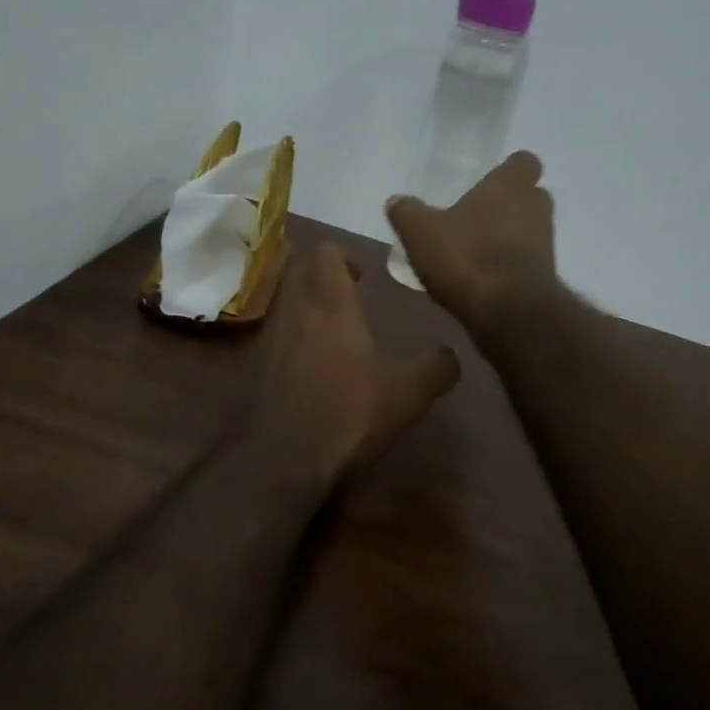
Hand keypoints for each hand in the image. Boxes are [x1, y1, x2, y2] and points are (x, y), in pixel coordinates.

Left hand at [253, 242, 460, 480]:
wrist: (282, 458)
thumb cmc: (347, 414)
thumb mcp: (406, 395)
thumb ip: (435, 369)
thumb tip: (453, 355)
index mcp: (330, 304)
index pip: (326, 252)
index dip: (344, 254)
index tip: (363, 276)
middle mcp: (295, 309)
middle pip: (297, 265)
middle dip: (320, 270)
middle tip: (346, 292)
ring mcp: (270, 335)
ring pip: (283, 296)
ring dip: (304, 298)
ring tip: (332, 325)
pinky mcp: (256, 363)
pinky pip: (273, 328)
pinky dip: (291, 330)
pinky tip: (311, 360)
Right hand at [385, 151, 558, 334]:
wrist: (509, 313)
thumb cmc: (467, 257)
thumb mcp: (420, 231)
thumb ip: (407, 212)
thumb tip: (397, 201)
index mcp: (511, 186)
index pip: (525, 162)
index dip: (508, 170)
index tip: (488, 181)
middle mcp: (536, 209)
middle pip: (529, 197)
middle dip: (507, 204)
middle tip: (475, 215)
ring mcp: (545, 244)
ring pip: (528, 230)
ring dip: (506, 237)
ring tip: (471, 251)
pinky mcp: (544, 278)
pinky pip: (525, 262)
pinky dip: (507, 266)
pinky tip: (479, 279)